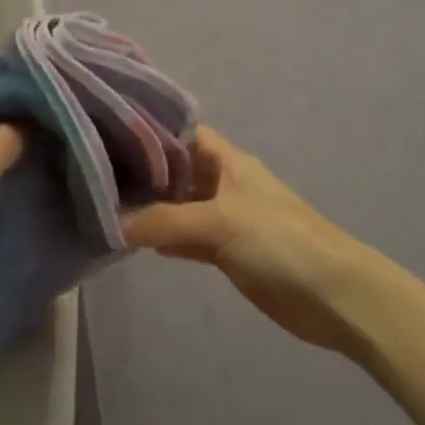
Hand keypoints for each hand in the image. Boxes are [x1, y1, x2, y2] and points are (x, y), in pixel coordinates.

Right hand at [124, 126, 377, 353]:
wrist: (333, 295)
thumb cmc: (280, 241)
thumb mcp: (219, 221)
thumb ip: (164, 221)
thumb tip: (111, 223)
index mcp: (227, 161)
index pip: (181, 133)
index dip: (148, 130)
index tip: (105, 132)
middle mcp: (222, 183)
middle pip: (175, 170)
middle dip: (141, 172)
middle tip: (92, 175)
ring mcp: (225, 219)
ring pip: (178, 207)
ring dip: (150, 209)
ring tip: (101, 208)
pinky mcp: (227, 253)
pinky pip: (187, 238)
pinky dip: (165, 239)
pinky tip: (134, 243)